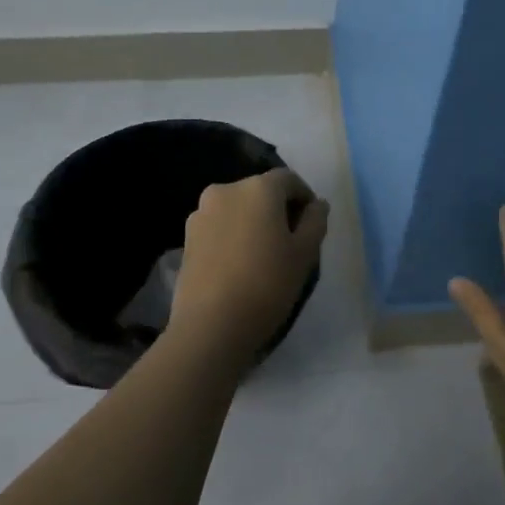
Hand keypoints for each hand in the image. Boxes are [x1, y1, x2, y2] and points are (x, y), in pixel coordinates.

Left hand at [168, 169, 328, 355]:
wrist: (211, 325)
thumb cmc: (267, 284)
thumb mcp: (305, 253)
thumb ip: (315, 221)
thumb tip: (317, 204)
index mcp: (257, 188)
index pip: (288, 180)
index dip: (304, 197)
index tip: (312, 224)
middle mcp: (225, 191)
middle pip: (260, 192)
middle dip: (278, 209)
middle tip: (291, 241)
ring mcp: (200, 214)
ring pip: (238, 209)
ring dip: (253, 223)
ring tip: (264, 256)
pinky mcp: (186, 238)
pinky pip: (219, 227)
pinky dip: (233, 236)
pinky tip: (240, 265)